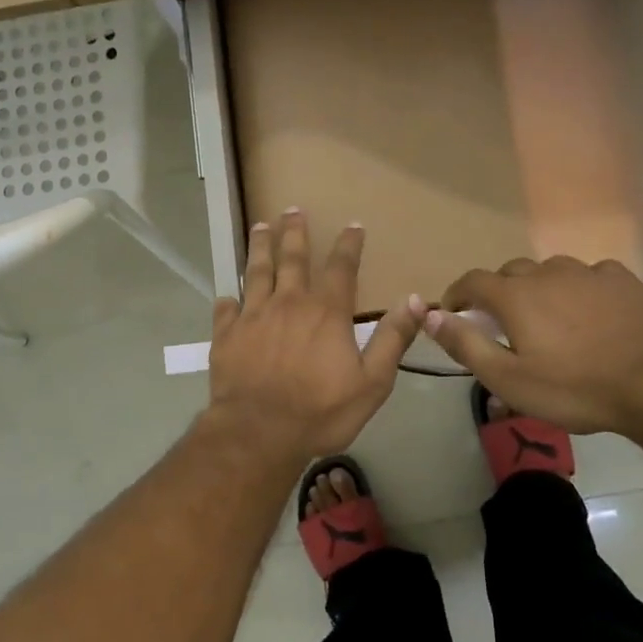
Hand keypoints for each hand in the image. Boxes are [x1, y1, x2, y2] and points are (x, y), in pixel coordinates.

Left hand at [206, 211, 422, 465]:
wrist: (260, 431)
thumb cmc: (320, 411)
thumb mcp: (372, 382)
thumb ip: (393, 339)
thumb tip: (416, 300)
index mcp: (326, 312)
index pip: (341, 268)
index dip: (348, 245)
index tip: (352, 225)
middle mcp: (288, 303)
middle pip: (292, 258)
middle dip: (295, 232)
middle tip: (293, 210)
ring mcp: (253, 316)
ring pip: (256, 272)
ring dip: (260, 248)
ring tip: (260, 226)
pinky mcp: (226, 334)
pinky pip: (226, 309)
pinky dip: (228, 300)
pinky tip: (227, 295)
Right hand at [423, 256, 642, 434]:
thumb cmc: (573, 388)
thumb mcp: (507, 379)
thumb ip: (465, 344)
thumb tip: (429, 316)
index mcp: (515, 296)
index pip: (472, 280)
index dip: (458, 294)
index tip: (455, 312)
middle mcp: (546, 273)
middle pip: (511, 273)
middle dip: (500, 293)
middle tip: (505, 324)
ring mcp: (587, 272)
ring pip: (550, 271)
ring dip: (540, 289)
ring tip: (550, 319)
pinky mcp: (622, 280)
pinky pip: (589, 275)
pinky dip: (579, 289)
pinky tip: (590, 312)